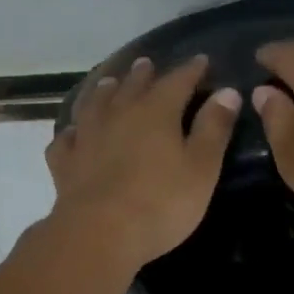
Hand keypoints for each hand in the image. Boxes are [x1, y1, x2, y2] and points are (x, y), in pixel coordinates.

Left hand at [46, 54, 241, 270]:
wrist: (99, 233)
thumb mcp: (201, 168)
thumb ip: (214, 128)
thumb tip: (227, 92)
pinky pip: (67, 139)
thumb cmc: (161, 203)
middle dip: (143, 74)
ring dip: (105, 91)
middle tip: (147, 65)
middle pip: (132, 85)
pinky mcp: (65, 162)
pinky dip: (73, 131)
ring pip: (95, 104)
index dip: (191, 70)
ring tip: (109, 84)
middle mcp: (118, 114)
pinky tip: (74, 133)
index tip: (201, 61)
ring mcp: (87, 136)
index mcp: (156, 111)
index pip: (177, 81)